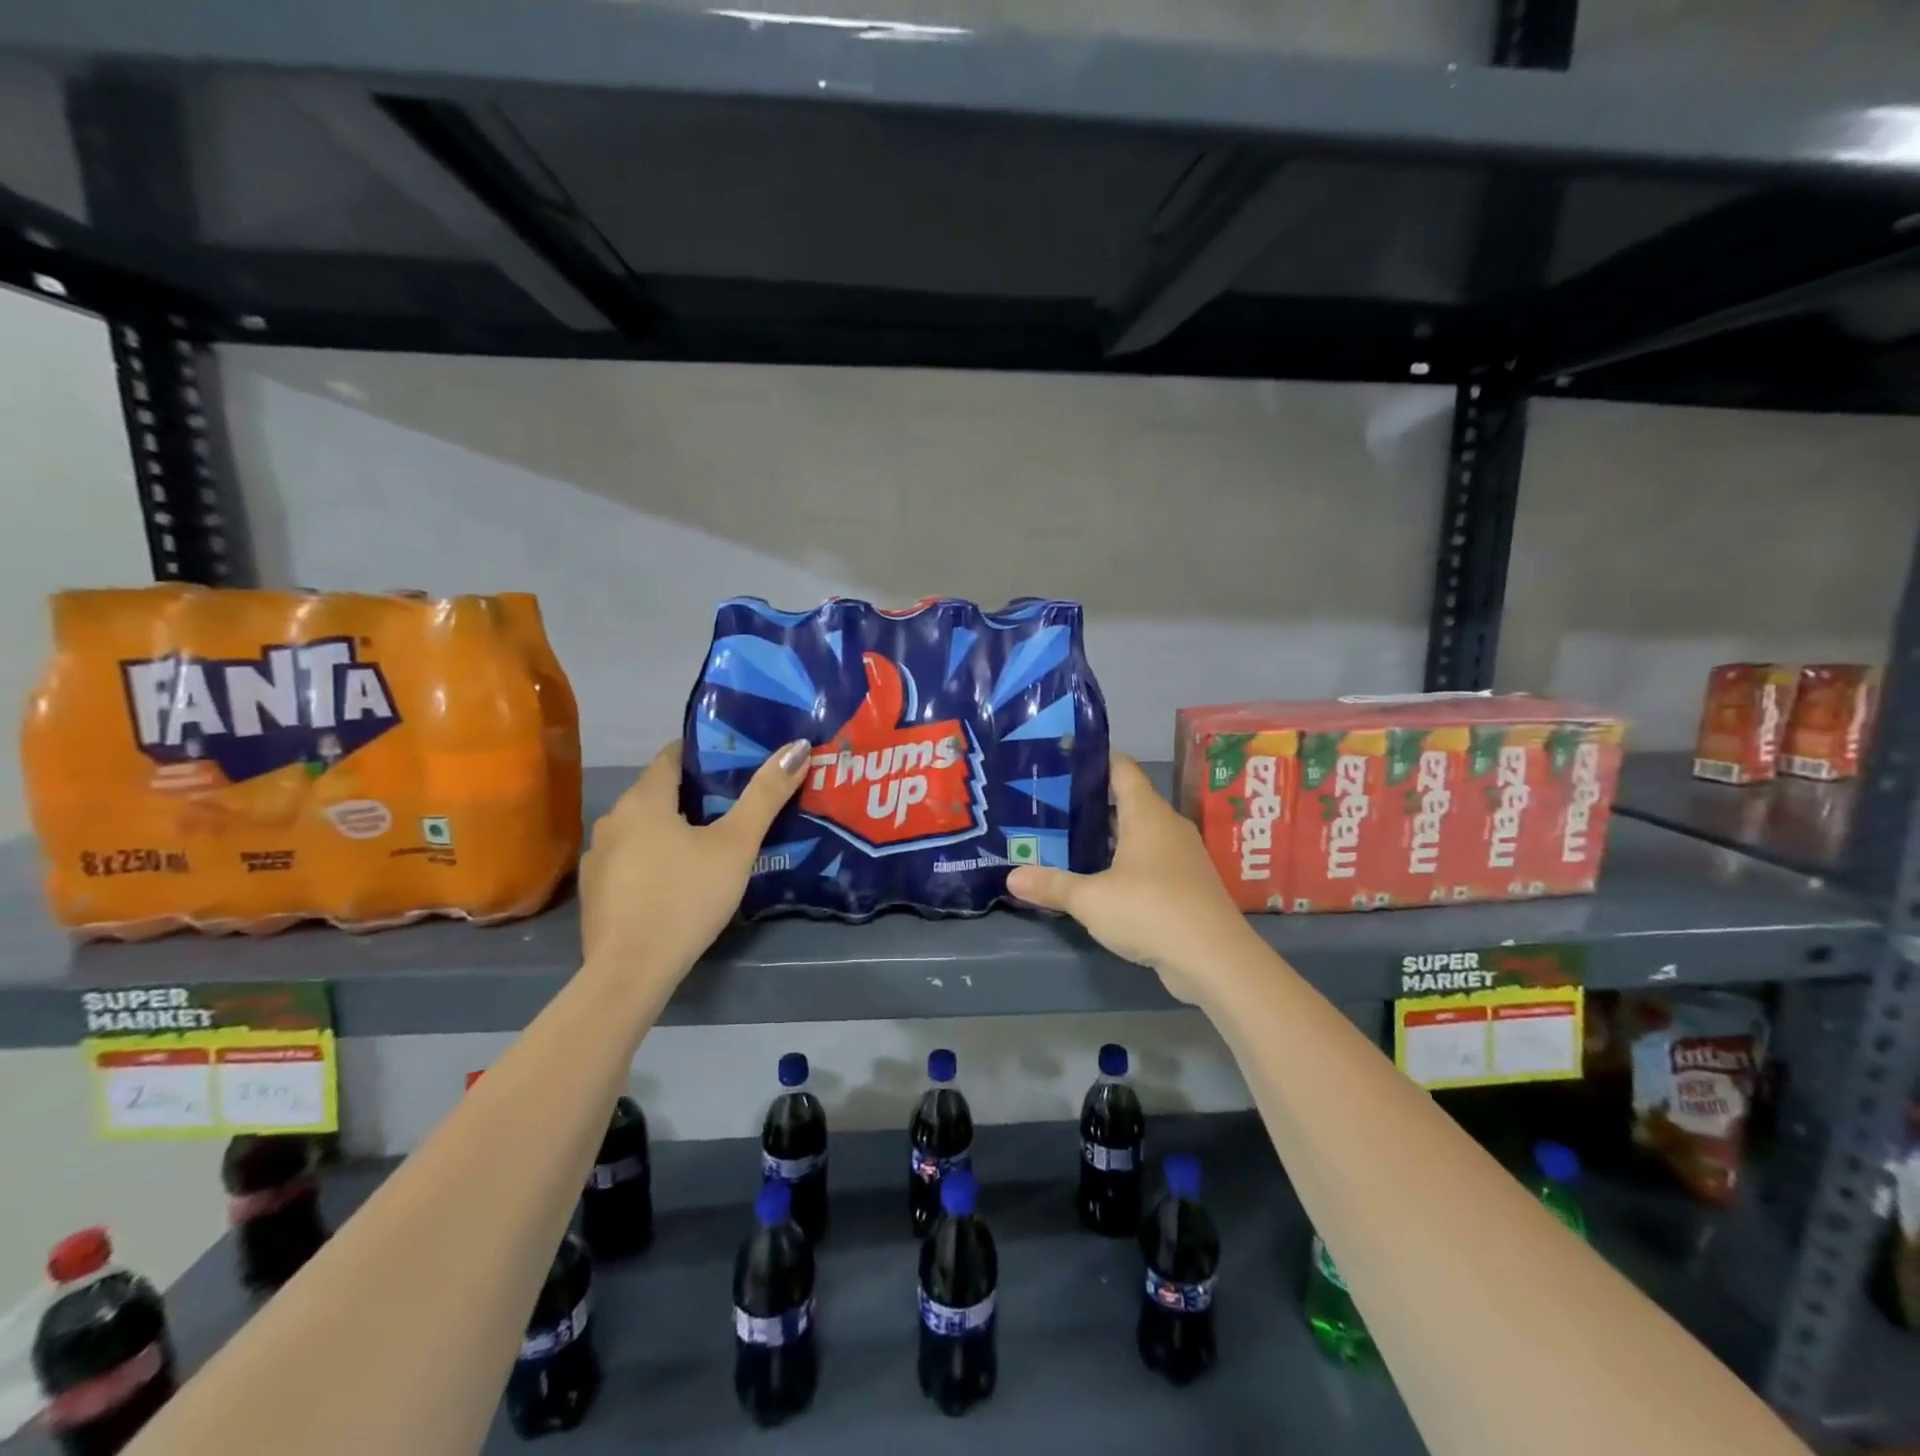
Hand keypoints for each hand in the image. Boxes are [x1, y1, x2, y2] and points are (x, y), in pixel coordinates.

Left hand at [578, 739, 810, 985]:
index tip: (735, 759)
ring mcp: (598, 858)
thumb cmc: (686, 897)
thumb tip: (797, 747)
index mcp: (643, 800)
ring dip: (672, 829)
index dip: (704, 753)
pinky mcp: (595, 893)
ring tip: (712, 842)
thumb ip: (765, 795)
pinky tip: (678, 880)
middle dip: (695, 794)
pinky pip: (630, 860)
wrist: (630, 972)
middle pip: (658, 793)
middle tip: (736, 802)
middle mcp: (613, 820)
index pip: (672, 756)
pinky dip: (654, 859)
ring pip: (643, 829)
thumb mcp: (736, 845)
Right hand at [1007, 753, 1254, 1004]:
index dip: (1092, 760)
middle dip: (1090, 803)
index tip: (1058, 761)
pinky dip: (1123, 862)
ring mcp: (1181, 856)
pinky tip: (1097, 879)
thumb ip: (1052, 885)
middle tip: (1049, 806)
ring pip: (1138, 833)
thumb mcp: (1091, 899)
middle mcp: (1167, 826)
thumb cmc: (1151, 911)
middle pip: (1126, 800)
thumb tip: (1011, 876)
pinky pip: (1149, 860)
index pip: (1121, 768)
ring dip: (1106, 836)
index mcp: (1147, 813)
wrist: (1216, 960)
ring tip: (1065, 840)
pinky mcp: (1186, 884)